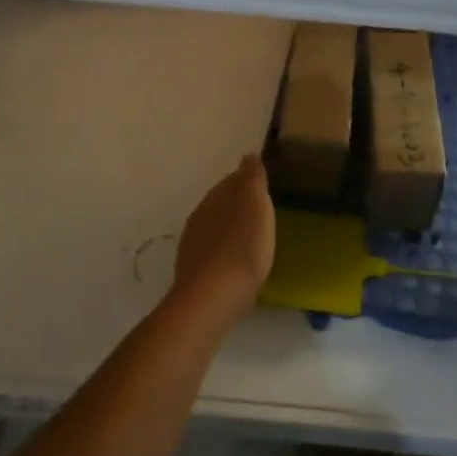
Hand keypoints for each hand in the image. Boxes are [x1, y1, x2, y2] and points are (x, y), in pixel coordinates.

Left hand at [169, 154, 275, 328]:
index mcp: (215, 197)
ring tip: (250, 240)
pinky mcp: (192, 271)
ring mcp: (192, 244)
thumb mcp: (255, 208)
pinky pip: (212, 252)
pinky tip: (234, 264)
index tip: (264, 189)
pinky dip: (224, 252)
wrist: (211, 300)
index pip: (232, 180)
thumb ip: (252, 180)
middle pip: (221, 203)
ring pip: (214, 227)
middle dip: (238, 206)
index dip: (248, 183)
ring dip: (230, 229)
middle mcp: (199, 215)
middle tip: (260, 215)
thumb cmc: (241, 249)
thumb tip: (248, 156)